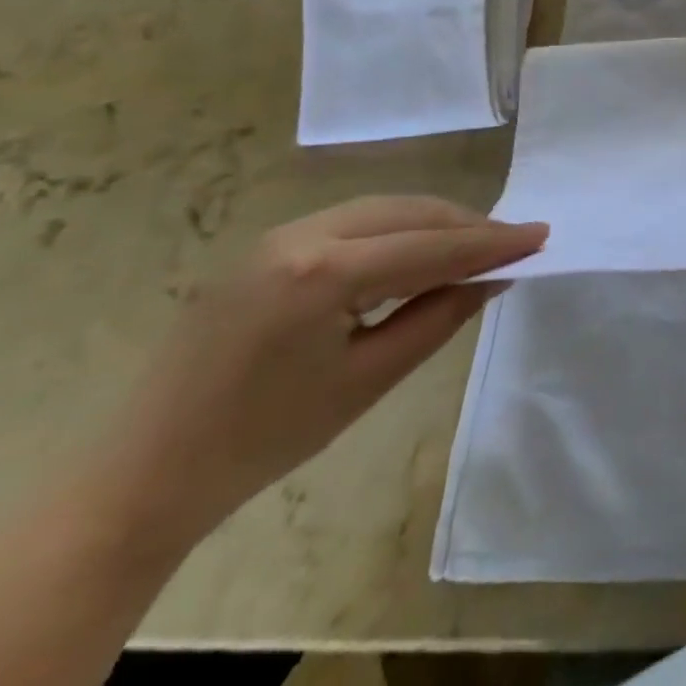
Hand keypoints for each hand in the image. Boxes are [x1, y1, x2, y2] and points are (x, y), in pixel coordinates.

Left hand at [98, 197, 546, 550]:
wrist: (143, 476)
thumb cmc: (263, 439)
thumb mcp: (367, 380)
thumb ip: (440, 316)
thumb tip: (494, 277)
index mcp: (322, 272)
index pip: (431, 246)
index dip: (492, 242)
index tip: (542, 235)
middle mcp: (301, 235)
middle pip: (409, 212)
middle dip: (467, 224)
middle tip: (514, 244)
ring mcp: (278, 235)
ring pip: (383, 209)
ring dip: (434, 224)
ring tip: (476, 248)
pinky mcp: (267, 247)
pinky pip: (353, 221)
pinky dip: (398, 231)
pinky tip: (418, 253)